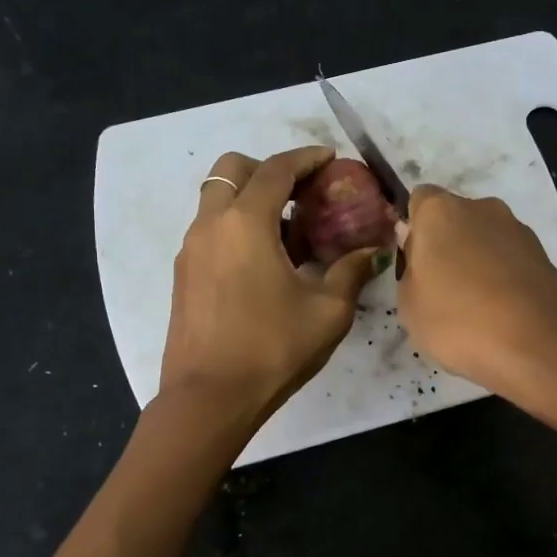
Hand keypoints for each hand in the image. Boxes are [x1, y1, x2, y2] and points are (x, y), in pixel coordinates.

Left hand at [159, 147, 384, 423]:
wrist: (210, 398)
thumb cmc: (273, 349)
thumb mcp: (328, 312)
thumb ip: (351, 272)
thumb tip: (373, 252)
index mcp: (246, 223)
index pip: (277, 169)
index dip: (307, 158)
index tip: (330, 159)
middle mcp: (211, 224)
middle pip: (233, 169)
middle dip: (269, 170)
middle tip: (302, 194)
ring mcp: (191, 249)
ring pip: (217, 199)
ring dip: (250, 199)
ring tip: (287, 232)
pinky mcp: (183, 274)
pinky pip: (210, 229)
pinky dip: (235, 226)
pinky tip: (262, 263)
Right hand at [396, 185, 556, 401]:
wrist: (539, 347)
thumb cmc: (458, 322)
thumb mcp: (408, 305)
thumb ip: (410, 269)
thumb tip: (419, 250)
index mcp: (440, 211)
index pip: (419, 200)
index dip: (414, 231)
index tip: (413, 265)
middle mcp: (483, 208)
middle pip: (455, 220)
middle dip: (447, 247)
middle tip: (440, 291)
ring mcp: (519, 231)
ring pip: (486, 242)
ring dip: (477, 265)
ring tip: (474, 311)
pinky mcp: (545, 258)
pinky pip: (511, 264)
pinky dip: (503, 281)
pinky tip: (502, 316)